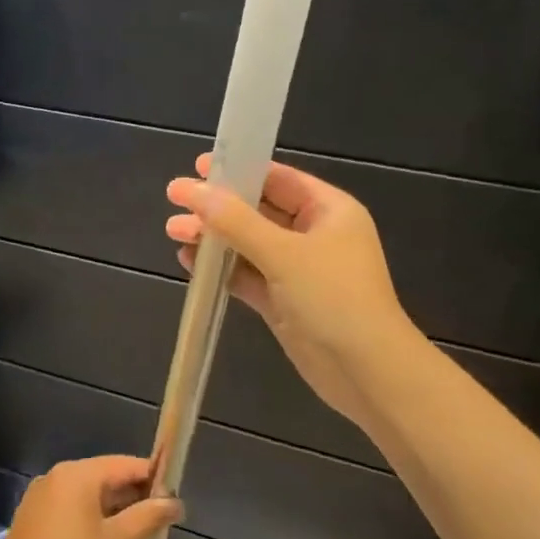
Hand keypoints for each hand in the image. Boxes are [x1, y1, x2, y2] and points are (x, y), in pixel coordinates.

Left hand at [0, 456, 181, 538]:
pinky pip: (69, 510)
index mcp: (76, 475)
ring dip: (113, 512)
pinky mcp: (30, 521)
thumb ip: (148, 516)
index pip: (125, 465)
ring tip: (138, 537)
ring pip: (87, 496)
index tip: (174, 499)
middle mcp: (54, 478)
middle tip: (160, 522)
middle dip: (133, 497)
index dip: (154, 479)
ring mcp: (38, 499)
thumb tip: (175, 502)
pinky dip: (90, 521)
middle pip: (105, 477)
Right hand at [165, 155, 412, 428]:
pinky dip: (222, 269)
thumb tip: (192, 190)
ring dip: (215, 238)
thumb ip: (235, 221)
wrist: (365, 371)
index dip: (239, 171)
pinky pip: (248, 276)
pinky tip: (190, 262)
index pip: (278, 179)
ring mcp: (299, 271)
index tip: (198, 167)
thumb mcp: (283, 253)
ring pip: (249, 245)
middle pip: (259, 211)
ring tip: (174, 231)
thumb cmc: (333, 298)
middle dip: (218, 208)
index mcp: (329, 210)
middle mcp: (315, 235)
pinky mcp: (284, 301)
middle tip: (174, 201)